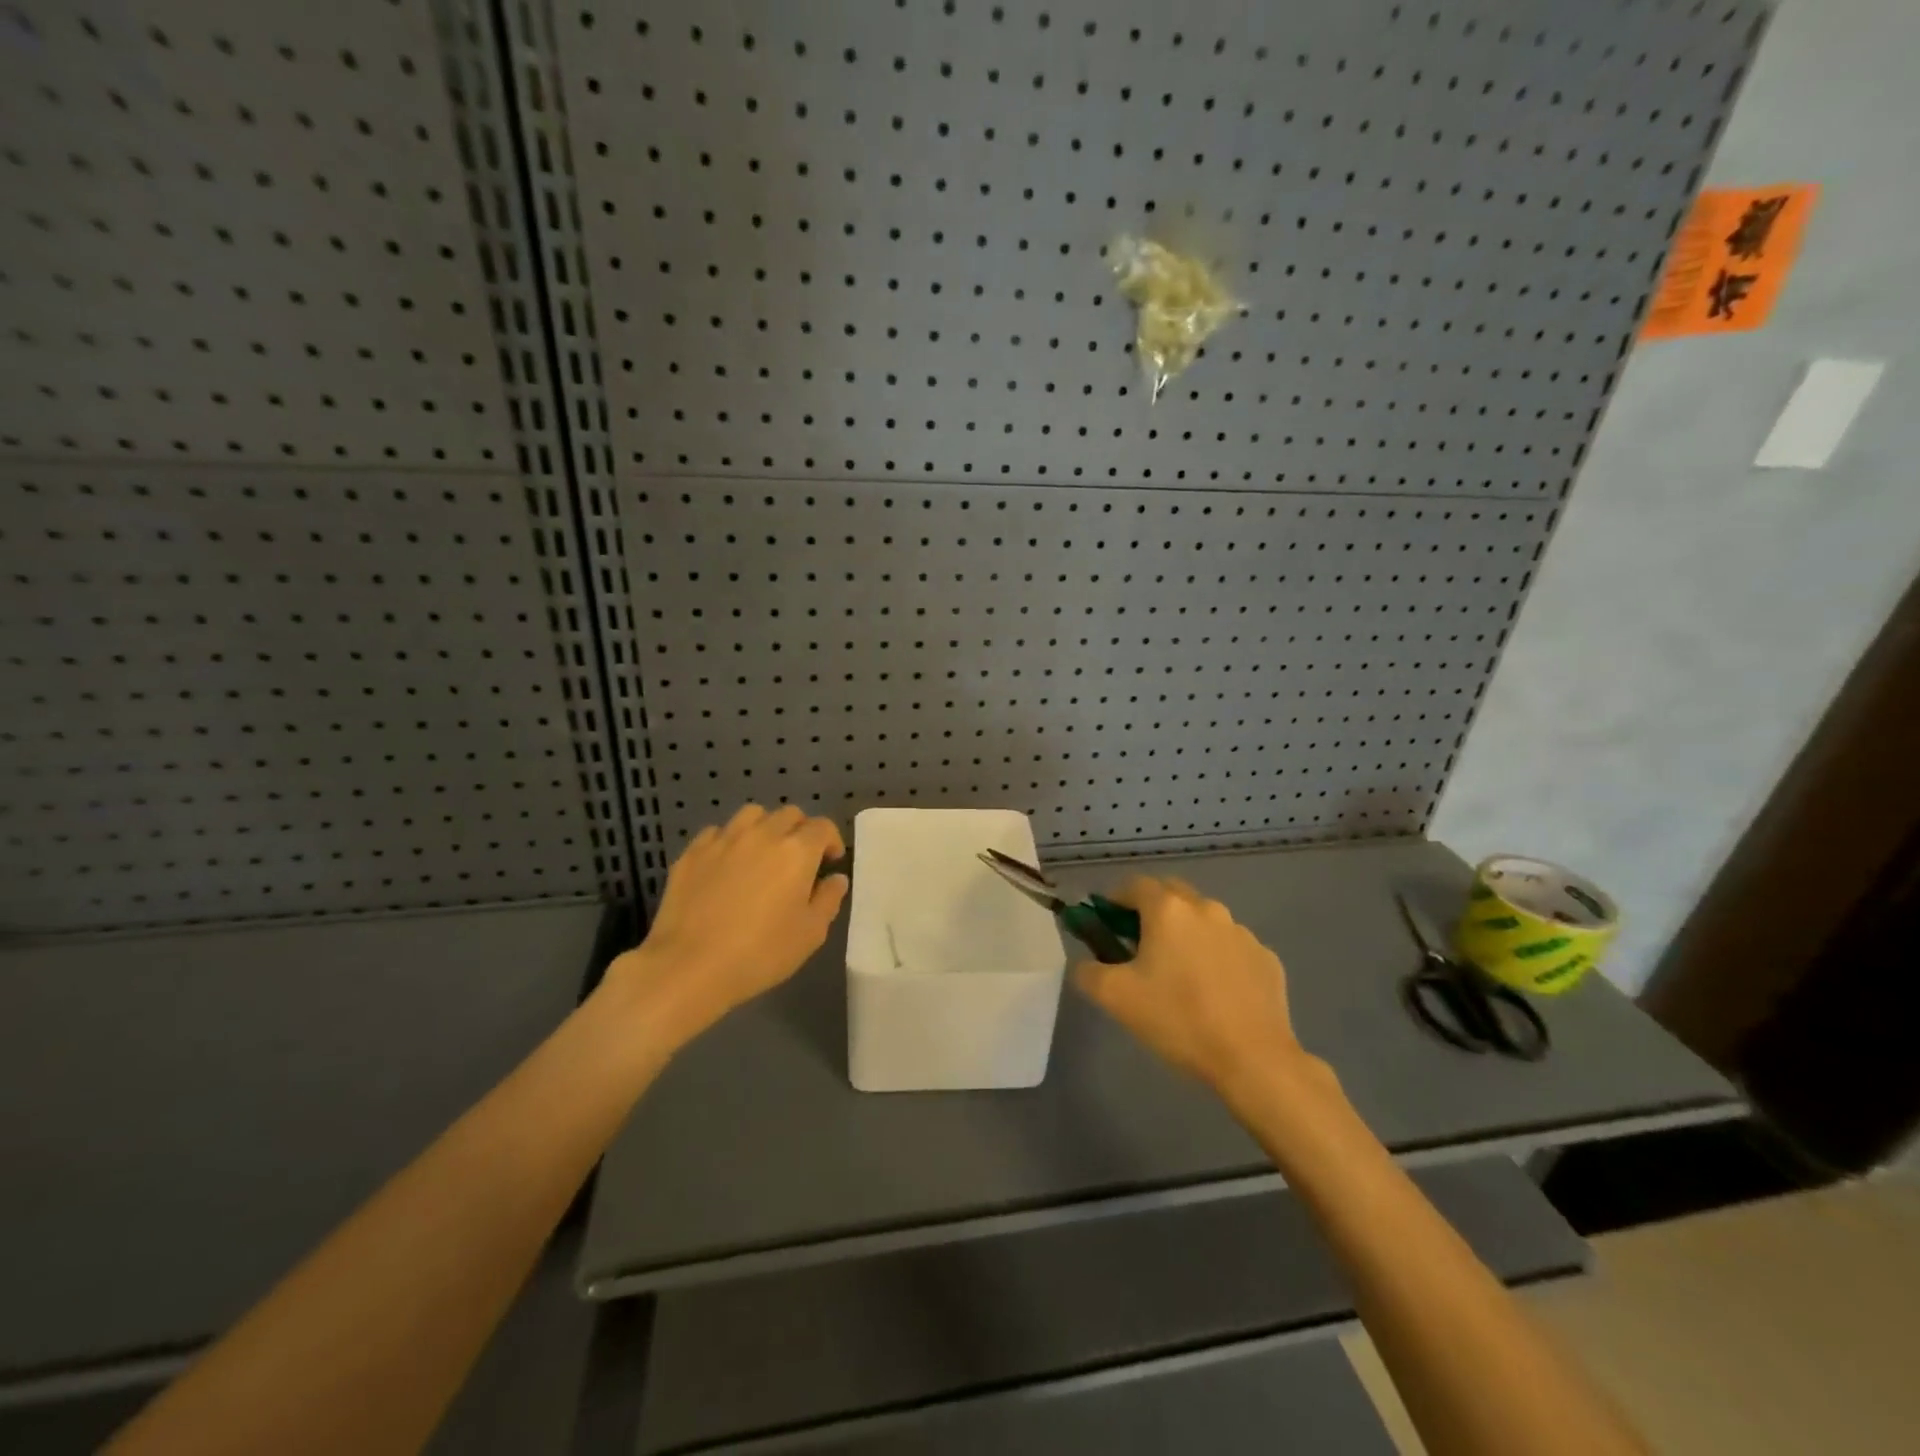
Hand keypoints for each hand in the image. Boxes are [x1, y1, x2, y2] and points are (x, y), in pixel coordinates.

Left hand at [605, 804, 848, 1049]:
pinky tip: (726, 864)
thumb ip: (828, 900)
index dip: (831, 841)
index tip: (830, 861)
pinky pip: (717, 832)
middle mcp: (762, 834)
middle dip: (800, 830)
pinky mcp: (692, 853)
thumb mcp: (810, 934)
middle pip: (789, 814)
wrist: (689, 966)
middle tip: (799, 859)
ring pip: (752, 815)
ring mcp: (723, 840)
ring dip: (765, 827)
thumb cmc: (760, 953)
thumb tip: (836, 878)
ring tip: (762, 852)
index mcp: (796, 851)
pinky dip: (729, 841)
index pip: (822, 827)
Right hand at [1074, 876, 1312, 1097]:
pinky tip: (1214, 993)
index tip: (1106, 925)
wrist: (1253, 1060)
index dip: (1114, 900)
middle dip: (1151, 912)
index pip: (1134, 885)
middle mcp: (1207, 909)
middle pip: (1171, 895)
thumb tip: (1085, 963)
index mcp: (1168, 910)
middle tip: (1138, 946)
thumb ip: (1087, 971)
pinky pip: (1230, 948)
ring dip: (1186, 935)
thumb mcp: (1114, 997)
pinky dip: (1216, 958)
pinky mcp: (1266, 958)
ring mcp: (1242, 932)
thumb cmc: (1178, 1018)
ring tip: (1179, 975)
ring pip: (1203, 921)